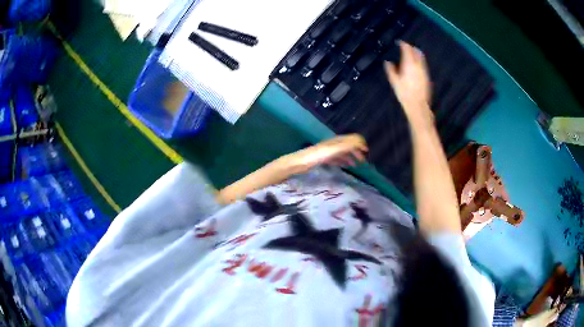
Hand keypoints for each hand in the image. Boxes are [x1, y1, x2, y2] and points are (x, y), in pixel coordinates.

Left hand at [279, 134, 367, 174]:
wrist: (299, 163)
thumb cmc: (316, 156)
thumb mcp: (334, 150)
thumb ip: (347, 146)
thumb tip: (361, 141)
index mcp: (337, 141)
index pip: (352, 139)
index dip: (361, 144)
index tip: (367, 153)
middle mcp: (334, 144)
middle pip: (349, 145)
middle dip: (357, 151)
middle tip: (364, 161)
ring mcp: (328, 151)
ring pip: (343, 152)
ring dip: (351, 157)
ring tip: (358, 164)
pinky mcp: (323, 158)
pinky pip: (337, 159)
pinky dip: (344, 161)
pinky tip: (346, 166)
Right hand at [385, 41, 432, 124]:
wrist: (417, 105)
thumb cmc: (404, 93)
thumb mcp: (394, 81)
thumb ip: (391, 70)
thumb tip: (387, 62)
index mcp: (409, 64)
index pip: (407, 49)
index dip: (403, 44)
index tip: (400, 42)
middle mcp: (418, 65)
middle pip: (416, 52)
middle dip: (411, 47)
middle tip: (406, 46)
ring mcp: (424, 71)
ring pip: (421, 58)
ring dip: (416, 53)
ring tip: (412, 53)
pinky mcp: (427, 76)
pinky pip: (423, 64)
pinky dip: (419, 61)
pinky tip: (416, 64)